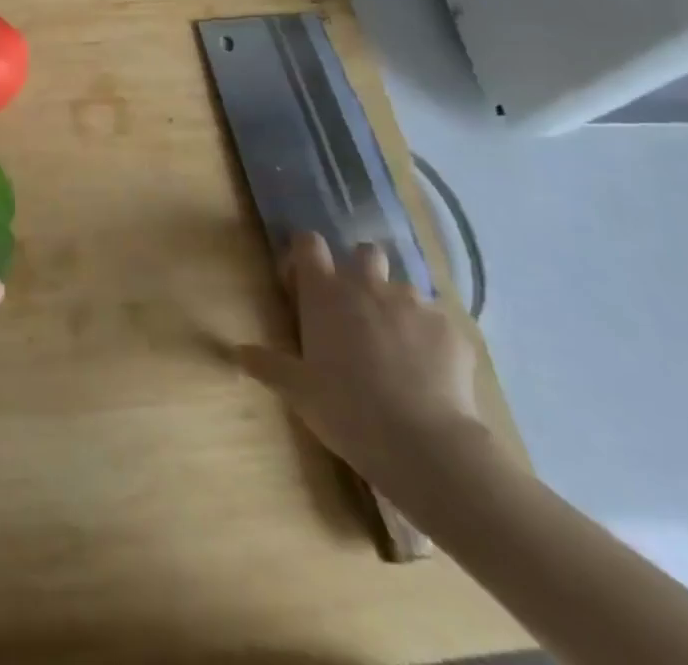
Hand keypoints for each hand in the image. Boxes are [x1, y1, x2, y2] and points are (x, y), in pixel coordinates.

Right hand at [237, 232, 487, 490]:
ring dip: (397, 308)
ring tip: (398, 350)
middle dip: (361, 271)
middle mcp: (368, 286)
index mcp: (325, 293)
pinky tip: (431, 375)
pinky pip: (438, 325)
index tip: (304, 282)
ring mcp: (414, 304)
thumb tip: (236, 351)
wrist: (426, 445)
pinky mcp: (451, 330)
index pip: (309, 243)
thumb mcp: (298, 391)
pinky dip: (432, 341)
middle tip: (358, 310)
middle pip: (364, 252)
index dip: (306, 255)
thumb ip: (267, 365)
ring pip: (403, 289)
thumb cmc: (348, 410)